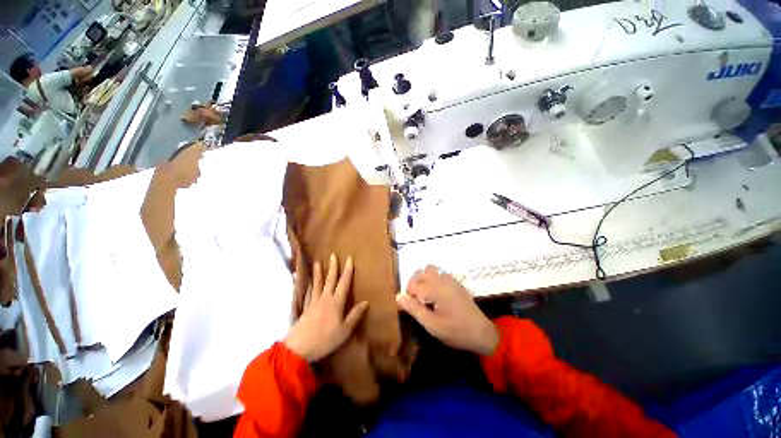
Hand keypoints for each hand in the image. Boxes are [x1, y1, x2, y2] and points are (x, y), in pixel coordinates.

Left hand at [284, 255, 368, 361]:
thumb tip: (366, 302)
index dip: (347, 271)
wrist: (299, 348)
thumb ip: (355, 315)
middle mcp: (324, 298)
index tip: (349, 259)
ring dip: (318, 273)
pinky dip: (306, 285)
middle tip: (333, 255)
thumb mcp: (344, 330)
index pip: (343, 283)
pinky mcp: (304, 308)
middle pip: (330, 280)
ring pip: (317, 284)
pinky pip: (307, 293)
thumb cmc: (325, 340)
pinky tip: (304, 281)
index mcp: (336, 302)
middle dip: (333, 267)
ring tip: (317, 263)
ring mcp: (313, 302)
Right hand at [396, 266, 498, 355]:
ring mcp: (450, 279)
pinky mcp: (455, 282)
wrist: (482, 334)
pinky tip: (436, 295)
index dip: (409, 296)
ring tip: (425, 297)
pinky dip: (432, 280)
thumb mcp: (432, 325)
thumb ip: (414, 309)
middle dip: (415, 286)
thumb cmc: (456, 331)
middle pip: (420, 274)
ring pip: (429, 271)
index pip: (413, 284)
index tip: (414, 309)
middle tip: (418, 303)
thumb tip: (398, 296)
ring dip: (423, 280)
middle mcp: (442, 279)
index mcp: (435, 288)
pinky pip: (438, 274)